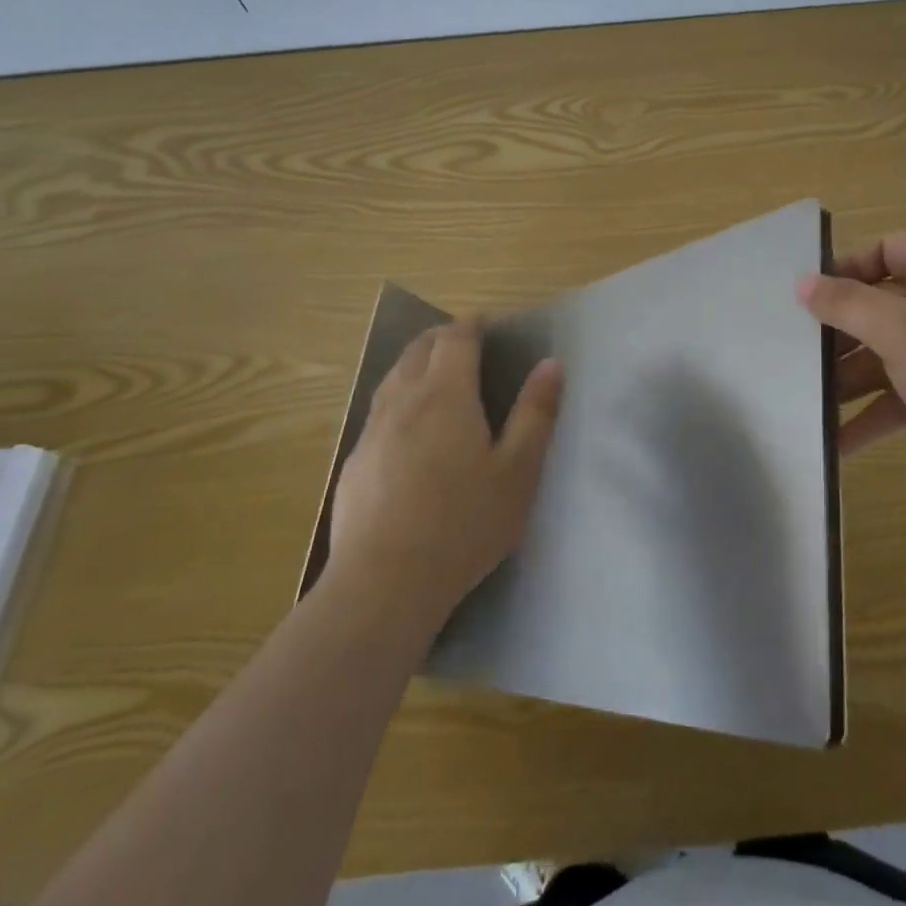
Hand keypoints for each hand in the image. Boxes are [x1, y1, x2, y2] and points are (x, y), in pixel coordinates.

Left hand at [328, 319, 562, 628]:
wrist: (384, 583)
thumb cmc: (464, 524)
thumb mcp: (517, 472)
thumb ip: (535, 414)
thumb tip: (551, 364)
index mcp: (446, 394)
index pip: (456, 338)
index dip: (472, 324)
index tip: (486, 323)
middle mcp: (403, 400)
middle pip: (418, 349)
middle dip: (442, 337)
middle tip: (464, 343)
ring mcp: (373, 430)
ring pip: (393, 377)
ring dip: (416, 364)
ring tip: (435, 375)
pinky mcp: (354, 462)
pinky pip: (378, 411)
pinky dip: (398, 399)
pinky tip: (407, 430)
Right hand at [799, 233, 905, 485]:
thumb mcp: (902, 331)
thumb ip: (847, 304)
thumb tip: (802, 281)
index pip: (885, 249)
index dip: (844, 269)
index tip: (805, 298)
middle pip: (881, 304)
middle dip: (838, 333)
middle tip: (795, 354)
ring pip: (889, 353)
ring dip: (849, 378)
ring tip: (806, 402)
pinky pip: (904, 394)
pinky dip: (874, 413)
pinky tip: (837, 442)